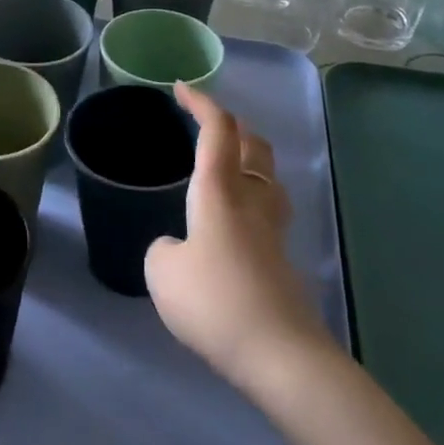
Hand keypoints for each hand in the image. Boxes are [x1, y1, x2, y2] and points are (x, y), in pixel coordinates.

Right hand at [145, 83, 335, 390]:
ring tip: (225, 167)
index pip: (217, 130)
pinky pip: (267, 211)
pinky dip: (250, 199)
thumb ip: (164, 250)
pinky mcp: (281, 260)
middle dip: (232, 125)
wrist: (280, 356)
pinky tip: (231, 224)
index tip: (181, 88)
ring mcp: (272, 230)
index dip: (201, 102)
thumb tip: (179, 249)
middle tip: (207, 125)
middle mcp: (251, 200)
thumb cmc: (214, 301)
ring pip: (268, 176)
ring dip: (249, 160)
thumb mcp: (162, 272)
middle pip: (254, 145)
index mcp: (219, 191)